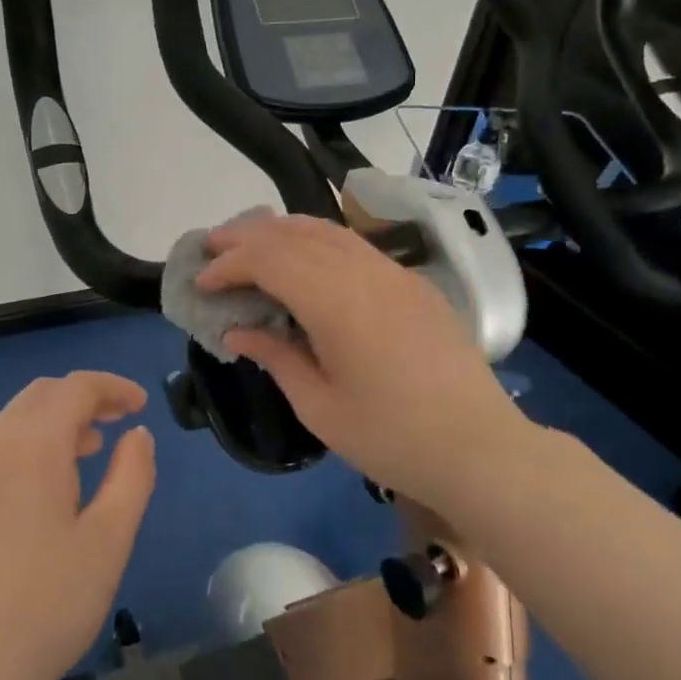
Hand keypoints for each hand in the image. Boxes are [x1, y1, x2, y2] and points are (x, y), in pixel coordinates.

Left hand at [0, 372, 156, 679]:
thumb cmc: (44, 608)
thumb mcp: (109, 542)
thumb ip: (132, 476)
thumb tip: (136, 434)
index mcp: (31, 446)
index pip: (75, 388)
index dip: (112, 387)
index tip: (140, 405)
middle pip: (39, 396)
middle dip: (81, 399)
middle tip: (115, 424)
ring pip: (10, 425)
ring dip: (51, 426)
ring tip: (83, 457)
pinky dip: (21, 452)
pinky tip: (34, 498)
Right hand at [197, 212, 536, 506]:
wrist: (479, 448)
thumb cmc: (391, 438)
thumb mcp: (319, 407)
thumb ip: (275, 357)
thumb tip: (236, 332)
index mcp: (336, 302)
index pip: (269, 260)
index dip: (229, 265)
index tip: (201, 282)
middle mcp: (364, 272)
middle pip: (295, 234)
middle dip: (247, 235)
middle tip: (212, 245)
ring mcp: (394, 273)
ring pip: (327, 231)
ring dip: (283, 231)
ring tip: (250, 241)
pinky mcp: (412, 283)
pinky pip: (354, 245)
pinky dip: (317, 241)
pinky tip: (304, 258)